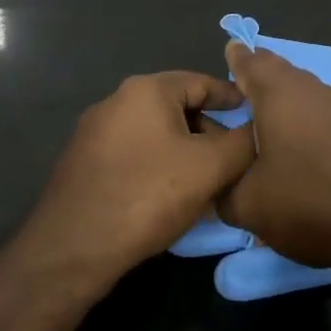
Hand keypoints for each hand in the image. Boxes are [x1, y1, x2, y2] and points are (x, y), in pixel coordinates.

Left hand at [20, 72, 255, 285]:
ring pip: (157, 134)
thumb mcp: (209, 167)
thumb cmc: (147, 195)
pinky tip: (173, 198)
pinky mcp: (84, 165)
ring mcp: (95, 134)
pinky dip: (160, 167)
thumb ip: (242, 142)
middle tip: (235, 161)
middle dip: (210, 132)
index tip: (257, 117)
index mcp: (146, 90)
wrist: (71, 249)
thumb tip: (259, 130)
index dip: (234, 98)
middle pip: (179, 108)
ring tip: (209, 185)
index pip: (202, 81)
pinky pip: (135, 155)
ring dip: (186, 153)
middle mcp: (116, 101)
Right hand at [216, 42, 330, 271]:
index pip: (251, 62)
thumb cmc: (310, 202)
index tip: (228, 52)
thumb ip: (223, 189)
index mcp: (279, 93)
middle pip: (281, 72)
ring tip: (267, 121)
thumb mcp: (249, 206)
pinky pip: (324, 112)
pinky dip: (307, 119)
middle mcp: (312, 89)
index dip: (236, 58)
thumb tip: (218, 183)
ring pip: (305, 91)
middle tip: (242, 88)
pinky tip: (303, 144)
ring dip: (285, 100)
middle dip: (260, 76)